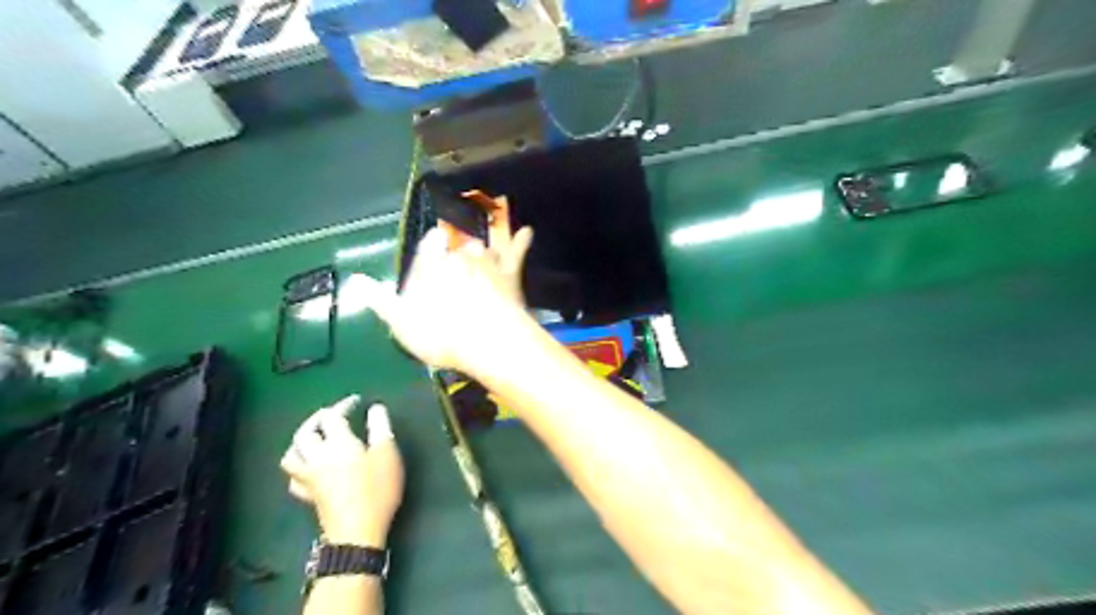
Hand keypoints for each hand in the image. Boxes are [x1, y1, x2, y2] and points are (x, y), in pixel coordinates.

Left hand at [280, 395, 403, 544]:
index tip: (357, 402)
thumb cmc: (377, 489)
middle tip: (332, 415)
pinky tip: (310, 468)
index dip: (343, 405)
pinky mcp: (308, 495)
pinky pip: (294, 477)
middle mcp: (318, 457)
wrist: (358, 532)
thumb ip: (381, 427)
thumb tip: (375, 408)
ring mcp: (309, 477)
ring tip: (316, 438)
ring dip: (301, 442)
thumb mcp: (387, 454)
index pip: (333, 416)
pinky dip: (299, 467)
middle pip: (305, 432)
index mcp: (338, 443)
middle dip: (317, 419)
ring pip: (292, 454)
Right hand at [363, 226, 535, 375]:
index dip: (431, 248)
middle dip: (456, 251)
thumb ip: (380, 299)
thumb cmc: (438, 333)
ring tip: (485, 233)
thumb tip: (354, 281)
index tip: (433, 244)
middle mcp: (457, 254)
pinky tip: (528, 231)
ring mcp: (485, 262)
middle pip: (457, 246)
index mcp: (429, 263)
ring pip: (483, 246)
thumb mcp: (400, 321)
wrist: (485, 340)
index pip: (428, 246)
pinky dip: (521, 241)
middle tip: (458, 257)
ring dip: (483, 243)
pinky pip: (515, 253)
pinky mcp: (508, 274)